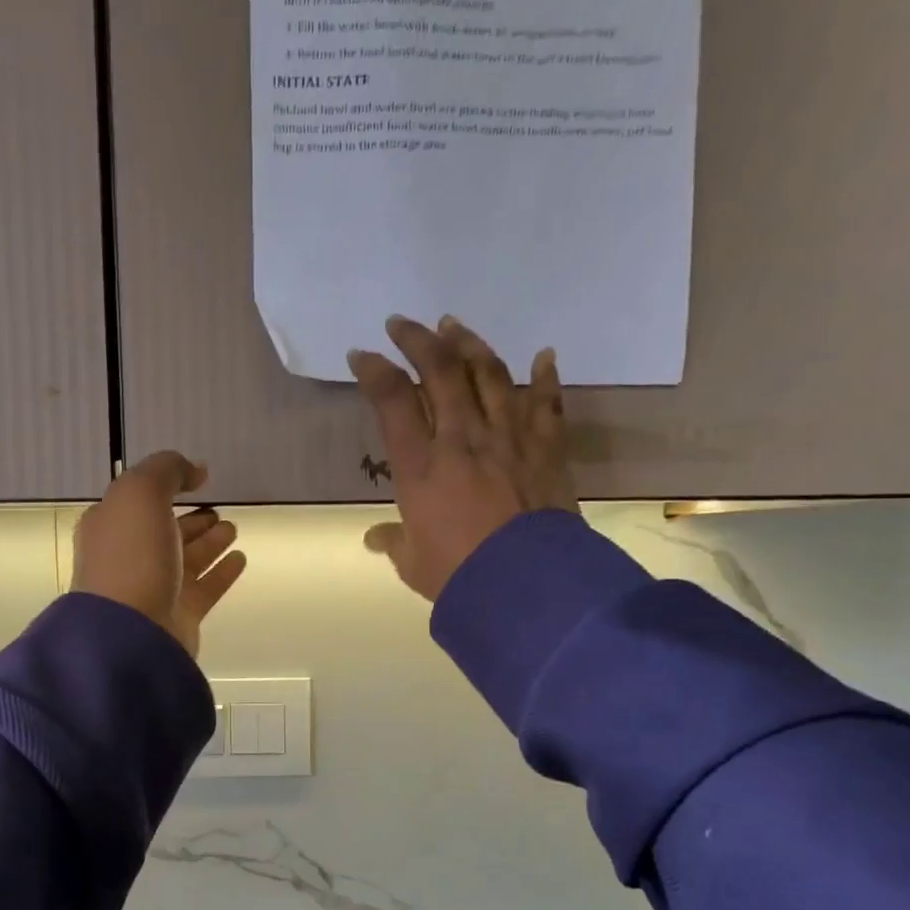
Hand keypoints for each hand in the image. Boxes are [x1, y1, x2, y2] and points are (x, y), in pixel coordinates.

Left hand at [72, 452, 247, 657]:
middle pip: (165, 532)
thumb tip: (196, 469)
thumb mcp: (141, 493)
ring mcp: (153, 589)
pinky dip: (221, 572)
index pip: (139, 502)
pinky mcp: (178, 616)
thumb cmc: (131, 556)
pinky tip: (240, 559)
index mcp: (110, 527)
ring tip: (233, 529)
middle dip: (191, 520)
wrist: (131, 632)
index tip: (197, 481)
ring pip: (187, 560)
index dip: (166, 488)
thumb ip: (167, 471)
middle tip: (218, 511)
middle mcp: (129, 557)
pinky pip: (204, 588)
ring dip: (209, 543)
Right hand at [349, 315, 575, 601]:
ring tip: (454, 326)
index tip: (362, 356)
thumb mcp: (413, 563)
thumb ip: (394, 542)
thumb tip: (375, 538)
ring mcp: (508, 438)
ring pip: (489, 375)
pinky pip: (546, 404)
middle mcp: (461, 439)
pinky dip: (545, 378)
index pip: (392, 401)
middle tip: (403, 324)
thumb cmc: (459, 575)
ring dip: (469, 345)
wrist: (525, 585)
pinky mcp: (545, 448)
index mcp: (420, 467)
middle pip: (439, 372)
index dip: (374, 372)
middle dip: (418, 340)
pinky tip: (544, 355)